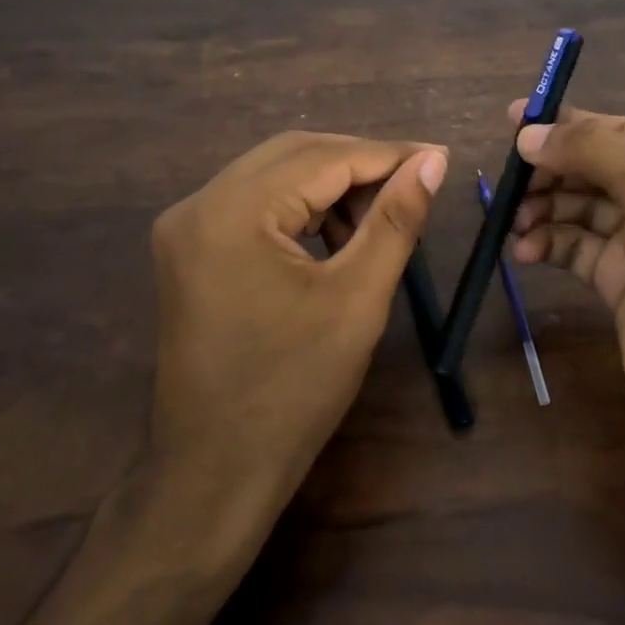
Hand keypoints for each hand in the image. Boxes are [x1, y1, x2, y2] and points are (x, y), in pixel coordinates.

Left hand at [131, 131, 447, 548]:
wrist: (217, 470)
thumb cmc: (294, 389)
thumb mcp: (358, 298)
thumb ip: (395, 220)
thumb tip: (432, 161)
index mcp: (231, 212)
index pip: (322, 158)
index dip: (387, 154)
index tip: (439, 157)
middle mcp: (197, 205)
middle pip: (291, 155)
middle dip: (358, 164)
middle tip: (415, 182)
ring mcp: (185, 228)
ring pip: (272, 177)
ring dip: (329, 186)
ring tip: (379, 218)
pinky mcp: (189, 251)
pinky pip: (253, 206)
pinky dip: (299, 210)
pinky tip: (335, 237)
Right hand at [508, 103, 624, 461]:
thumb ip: (597, 152)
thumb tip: (529, 135)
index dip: (571, 123)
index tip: (513, 120)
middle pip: (602, 169)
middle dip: (555, 171)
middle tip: (509, 180)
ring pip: (586, 210)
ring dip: (547, 210)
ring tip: (514, 222)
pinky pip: (580, 249)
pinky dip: (551, 244)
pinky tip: (525, 250)